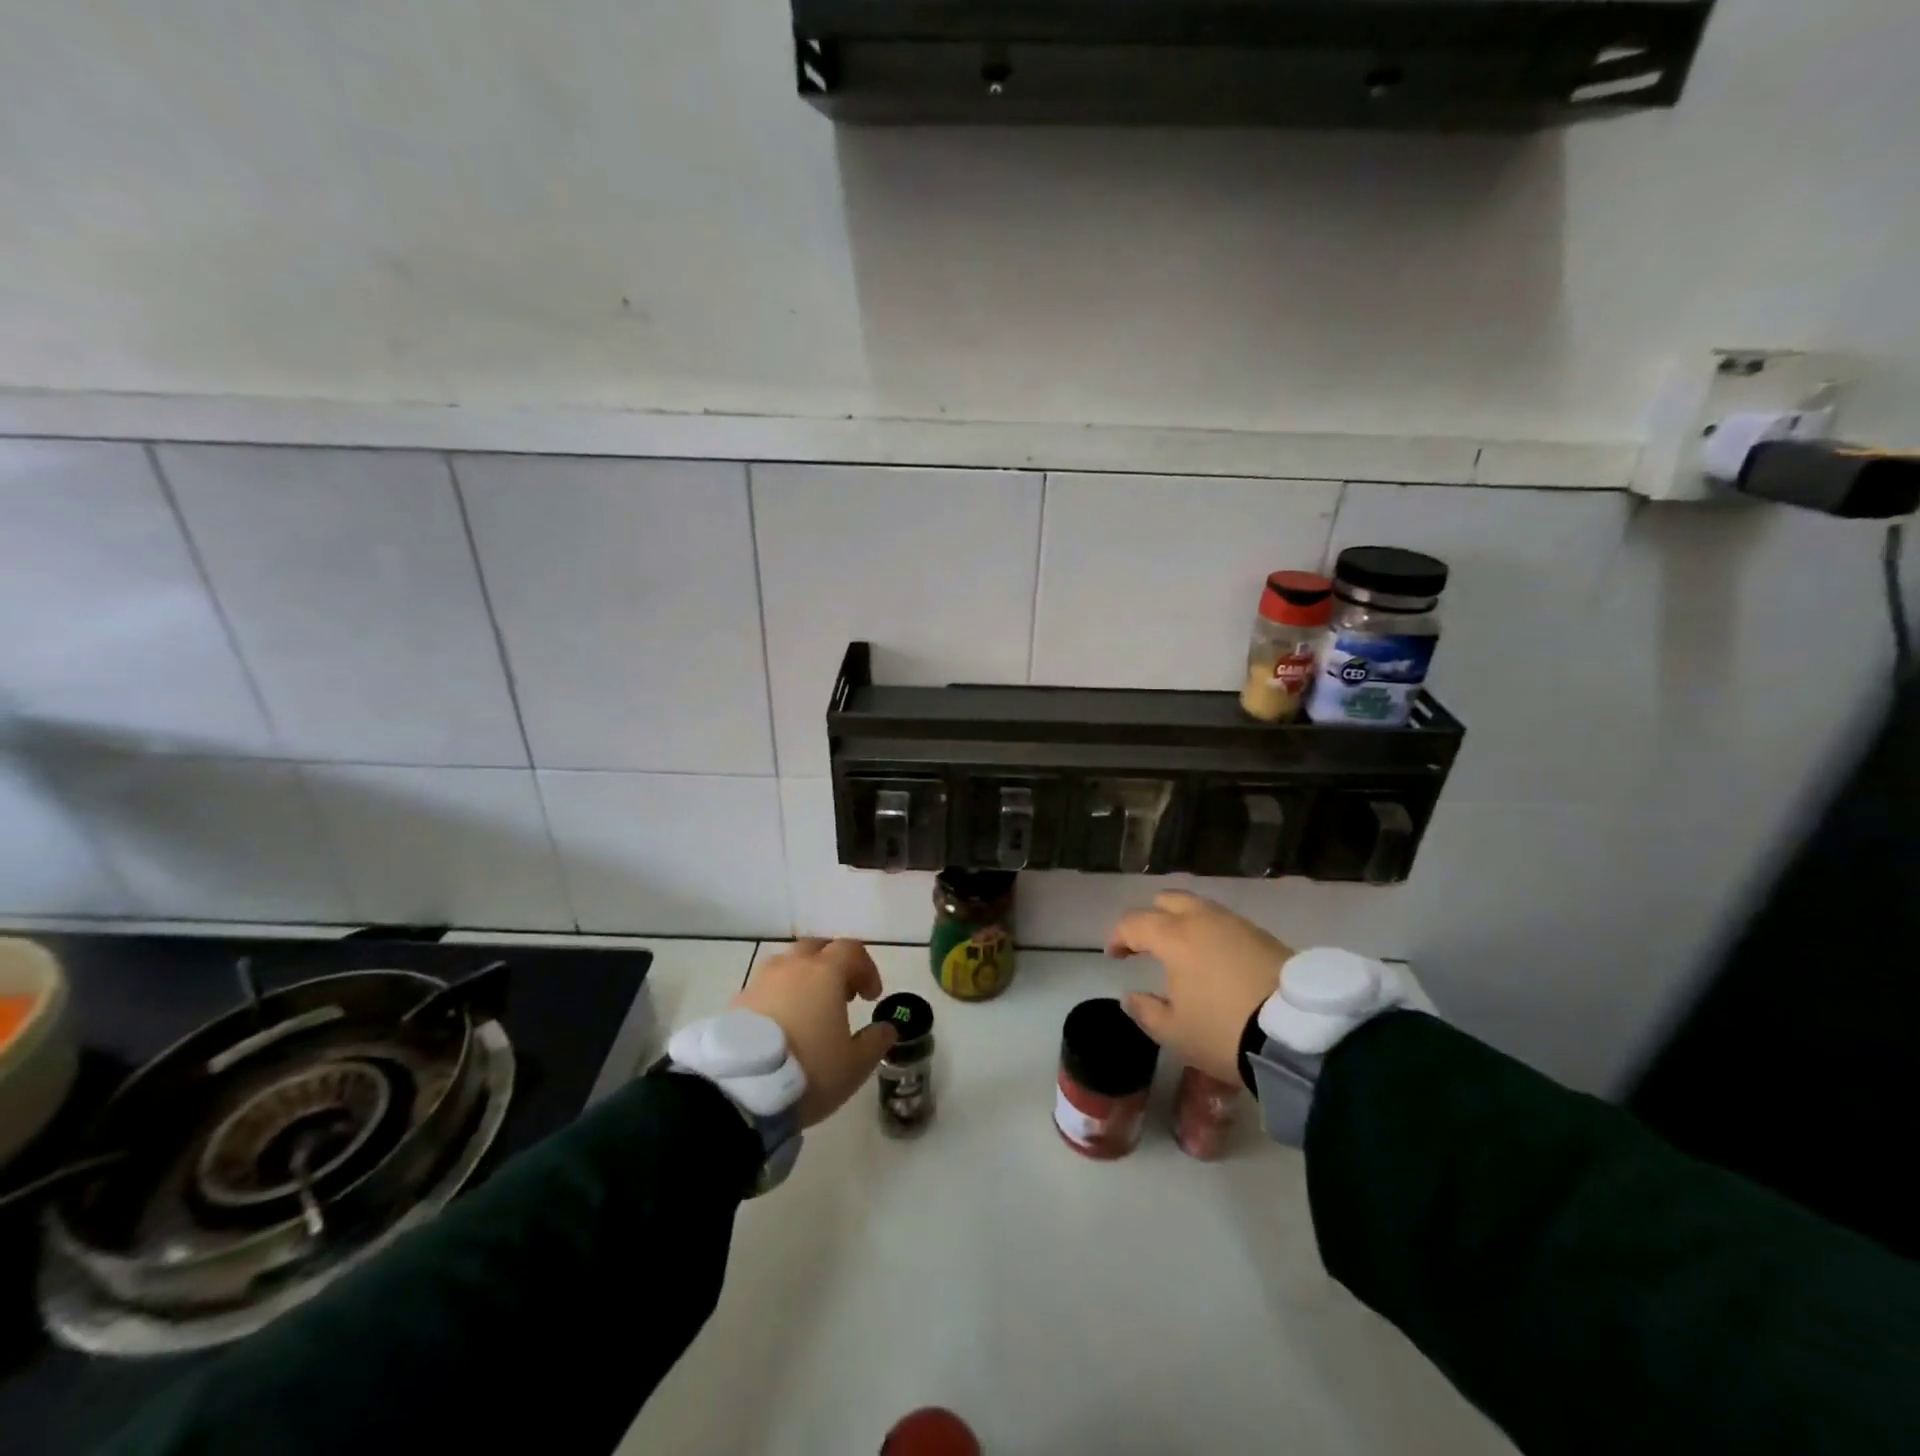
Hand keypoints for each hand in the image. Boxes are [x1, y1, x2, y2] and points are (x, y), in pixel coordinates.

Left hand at [732, 938, 895, 1126]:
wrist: (741, 1089)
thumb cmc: (809, 1070)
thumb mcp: (855, 1064)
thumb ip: (876, 1041)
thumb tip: (887, 1028)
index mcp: (825, 972)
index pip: (851, 950)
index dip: (866, 968)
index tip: (871, 997)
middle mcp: (792, 966)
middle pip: (817, 948)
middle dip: (833, 966)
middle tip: (841, 996)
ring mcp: (761, 981)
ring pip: (788, 965)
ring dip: (803, 979)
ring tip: (809, 1012)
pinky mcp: (737, 1001)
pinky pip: (765, 988)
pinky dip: (779, 998)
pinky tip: (781, 1027)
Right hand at [1106, 892, 1292, 1084]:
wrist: (1300, 1035)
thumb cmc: (1224, 1031)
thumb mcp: (1175, 1033)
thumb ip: (1146, 1011)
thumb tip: (1131, 996)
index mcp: (1174, 936)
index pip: (1134, 922)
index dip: (1118, 937)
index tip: (1115, 956)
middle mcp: (1203, 919)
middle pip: (1168, 901)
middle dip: (1152, 917)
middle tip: (1147, 944)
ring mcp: (1237, 924)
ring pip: (1200, 908)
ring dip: (1184, 923)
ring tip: (1184, 953)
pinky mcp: (1264, 936)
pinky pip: (1226, 924)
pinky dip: (1212, 934)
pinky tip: (1216, 961)